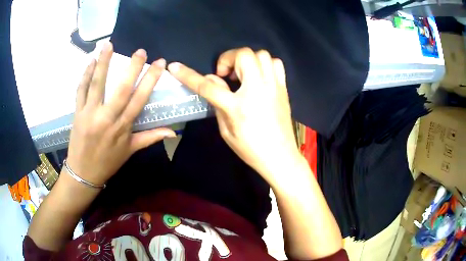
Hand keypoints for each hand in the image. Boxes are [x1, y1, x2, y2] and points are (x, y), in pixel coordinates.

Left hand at [66, 43, 175, 185]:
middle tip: (141, 51)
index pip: (139, 100)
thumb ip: (150, 138)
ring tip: (108, 45)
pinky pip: (81, 90)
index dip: (150, 80)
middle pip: (120, 89)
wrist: (83, 173)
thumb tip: (173, 132)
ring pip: (97, 84)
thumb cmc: (108, 162)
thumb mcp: (130, 151)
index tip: (160, 63)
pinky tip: (90, 61)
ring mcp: (90, 114)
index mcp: (122, 128)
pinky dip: (85, 75)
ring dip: (103, 63)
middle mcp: (107, 118)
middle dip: (132, 68)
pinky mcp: (77, 112)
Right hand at [168, 48, 299, 183]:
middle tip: (227, 75)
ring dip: (247, 60)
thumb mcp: (226, 131)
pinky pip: (276, 64)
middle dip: (229, 59)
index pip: (208, 86)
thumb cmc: (251, 149)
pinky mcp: (284, 88)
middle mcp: (258, 90)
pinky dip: (264, 64)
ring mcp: (274, 86)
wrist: (281, 157)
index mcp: (238, 106)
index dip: (188, 75)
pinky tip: (258, 77)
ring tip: (243, 75)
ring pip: (261, 54)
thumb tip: (212, 80)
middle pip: (243, 55)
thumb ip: (217, 103)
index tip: (175, 66)